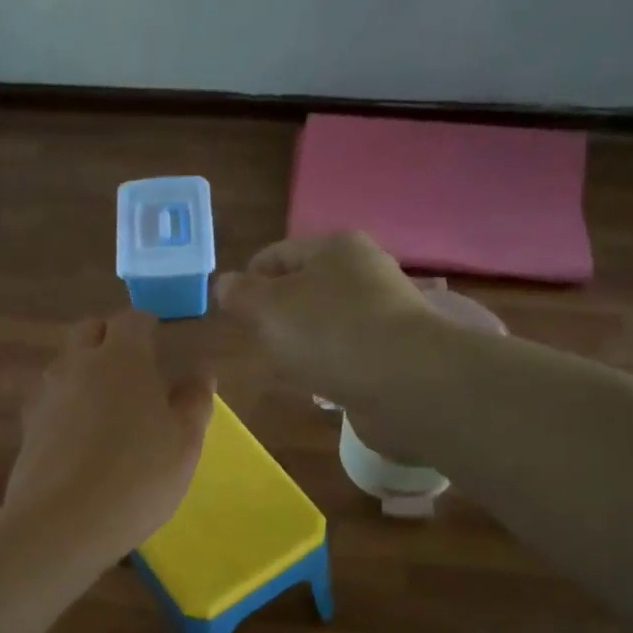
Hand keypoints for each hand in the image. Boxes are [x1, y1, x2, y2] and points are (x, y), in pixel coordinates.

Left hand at [4, 311, 214, 566]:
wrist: (63, 523)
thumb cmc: (138, 477)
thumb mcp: (185, 442)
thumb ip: (195, 401)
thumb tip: (200, 373)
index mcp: (122, 357)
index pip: (133, 319)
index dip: (148, 327)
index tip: (160, 344)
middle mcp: (78, 363)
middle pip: (89, 330)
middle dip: (110, 338)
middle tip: (134, 369)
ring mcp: (47, 393)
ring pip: (66, 363)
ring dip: (86, 370)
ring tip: (107, 405)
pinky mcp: (28, 425)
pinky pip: (51, 398)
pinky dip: (67, 403)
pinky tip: (81, 435)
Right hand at [215, 231, 433, 406]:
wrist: (407, 382)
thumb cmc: (329, 333)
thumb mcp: (267, 308)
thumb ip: (240, 294)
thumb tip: (224, 284)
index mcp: (335, 247)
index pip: (278, 254)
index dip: (248, 279)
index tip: (229, 312)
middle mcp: (365, 272)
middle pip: (306, 287)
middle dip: (277, 313)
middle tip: (255, 342)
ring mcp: (385, 313)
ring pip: (327, 322)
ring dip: (304, 342)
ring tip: (284, 367)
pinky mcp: (396, 352)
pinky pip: (349, 353)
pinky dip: (330, 365)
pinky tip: (320, 385)